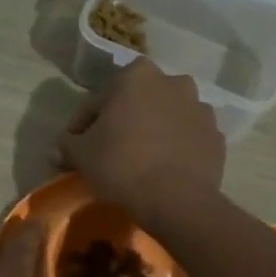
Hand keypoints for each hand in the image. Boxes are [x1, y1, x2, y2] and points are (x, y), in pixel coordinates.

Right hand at [59, 59, 226, 223]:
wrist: (176, 200)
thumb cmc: (121, 165)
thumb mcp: (81, 154)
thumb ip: (67, 144)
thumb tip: (59, 148)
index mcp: (137, 76)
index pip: (97, 101)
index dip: (81, 125)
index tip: (74, 147)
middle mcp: (173, 82)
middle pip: (136, 103)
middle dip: (122, 121)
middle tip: (107, 150)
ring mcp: (200, 109)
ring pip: (165, 117)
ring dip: (151, 131)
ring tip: (139, 160)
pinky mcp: (216, 137)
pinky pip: (186, 138)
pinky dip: (175, 147)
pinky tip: (163, 169)